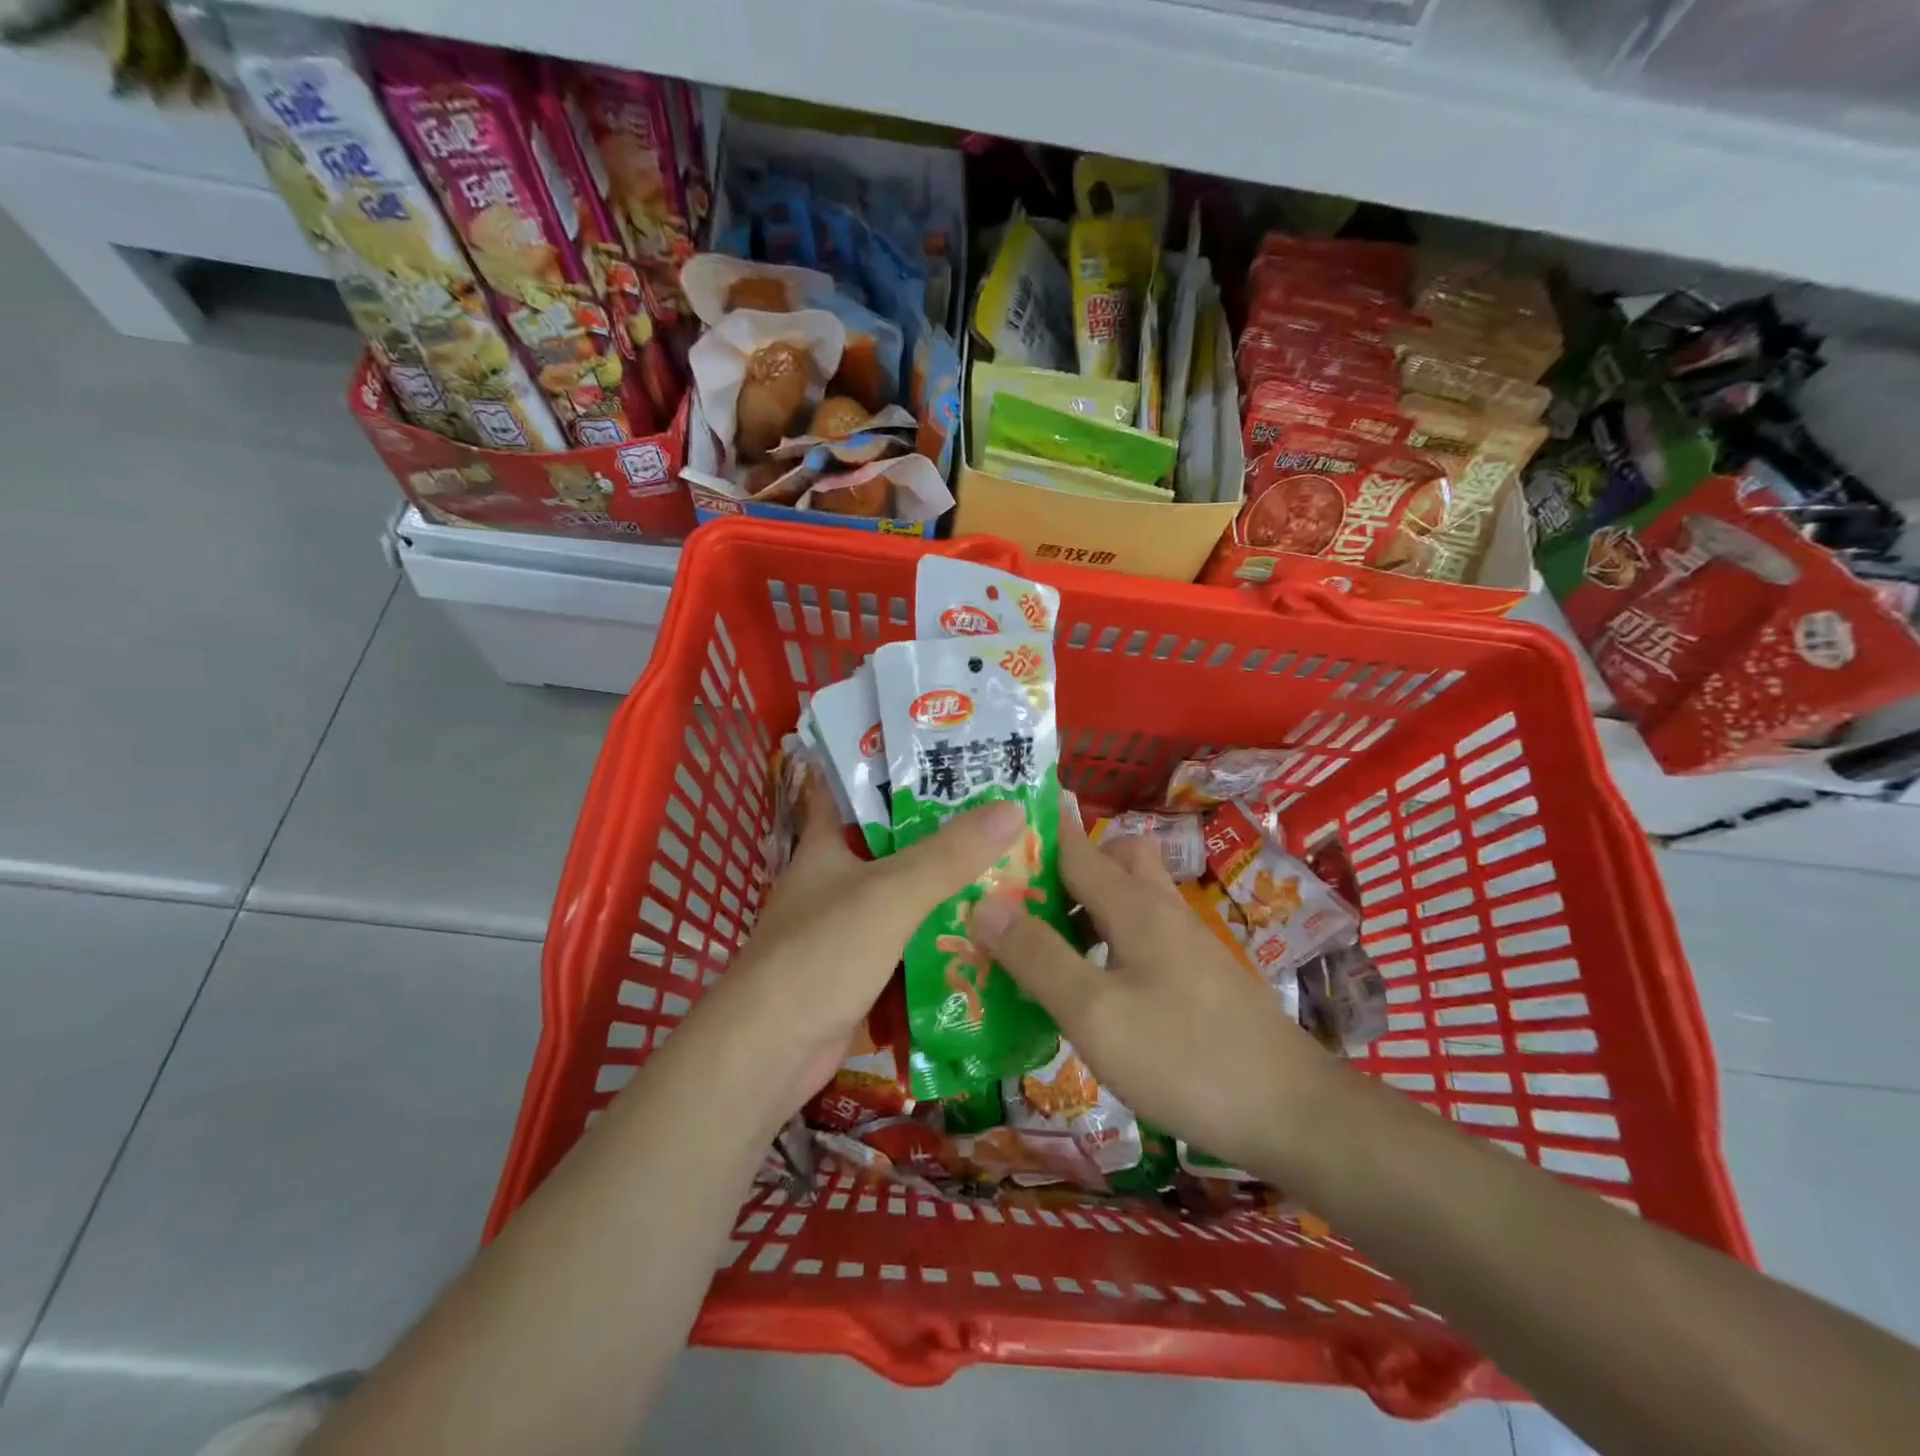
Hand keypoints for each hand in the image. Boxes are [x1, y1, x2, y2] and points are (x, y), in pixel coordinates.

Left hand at [681, 777, 1025, 1130]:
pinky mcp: (855, 972)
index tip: (933, 750)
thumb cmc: (821, 954)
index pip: (848, 789)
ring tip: (1004, 866)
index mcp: (825, 846)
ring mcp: (843, 929)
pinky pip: (904, 943)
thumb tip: (1013, 808)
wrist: (768, 1053)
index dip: (884, 766)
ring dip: (942, 886)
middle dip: (936, 830)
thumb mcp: (890, 894)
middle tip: (997, 812)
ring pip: (901, 895)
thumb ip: (949, 855)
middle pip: (889, 844)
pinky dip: (935, 936)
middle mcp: (832, 881)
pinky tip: (980, 932)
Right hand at [971, 797, 1333, 1176]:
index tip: (987, 831)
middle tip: (1018, 901)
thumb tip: (983, 902)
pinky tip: (1089, 988)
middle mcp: (1161, 911)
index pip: (1075, 845)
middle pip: (1111, 860)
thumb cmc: (1185, 1058)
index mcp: (1135, 905)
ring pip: (1126, 900)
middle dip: (1063, 869)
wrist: (1292, 1114)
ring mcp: (1185, 944)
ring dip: (1083, 909)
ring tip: (1037, 946)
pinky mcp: (1197, 978)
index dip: (1034, 832)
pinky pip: (1139, 938)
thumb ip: (1038, 957)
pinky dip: (1106, 944)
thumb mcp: (1095, 1013)